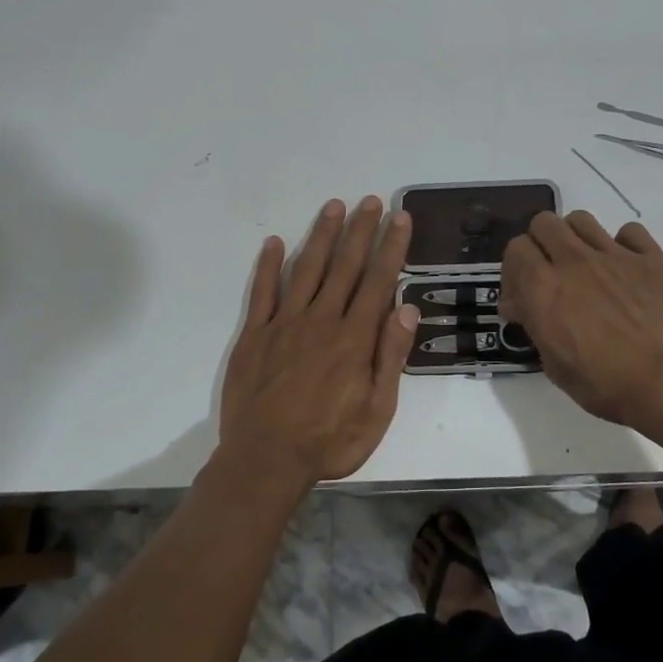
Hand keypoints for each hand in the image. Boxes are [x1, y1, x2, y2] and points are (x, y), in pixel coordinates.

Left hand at [216, 196, 419, 491]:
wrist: (265, 460)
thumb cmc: (329, 441)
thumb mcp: (377, 410)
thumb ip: (391, 356)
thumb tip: (407, 308)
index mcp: (354, 338)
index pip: (378, 281)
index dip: (391, 246)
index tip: (399, 217)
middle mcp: (321, 320)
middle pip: (344, 266)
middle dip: (360, 230)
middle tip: (370, 200)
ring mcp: (284, 324)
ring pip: (307, 269)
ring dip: (321, 236)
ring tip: (333, 206)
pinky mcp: (255, 334)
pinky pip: (262, 292)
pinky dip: (269, 265)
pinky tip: (275, 242)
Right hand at [502, 210, 662, 445]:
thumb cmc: (607, 384)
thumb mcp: (555, 366)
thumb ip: (535, 325)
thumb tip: (523, 306)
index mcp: (544, 288)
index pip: (516, 249)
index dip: (515, 270)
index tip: (523, 295)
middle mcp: (574, 261)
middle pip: (544, 223)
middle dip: (541, 245)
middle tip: (550, 273)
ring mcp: (615, 255)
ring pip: (581, 220)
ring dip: (575, 238)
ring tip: (585, 265)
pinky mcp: (651, 257)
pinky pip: (629, 231)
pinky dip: (623, 245)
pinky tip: (626, 269)